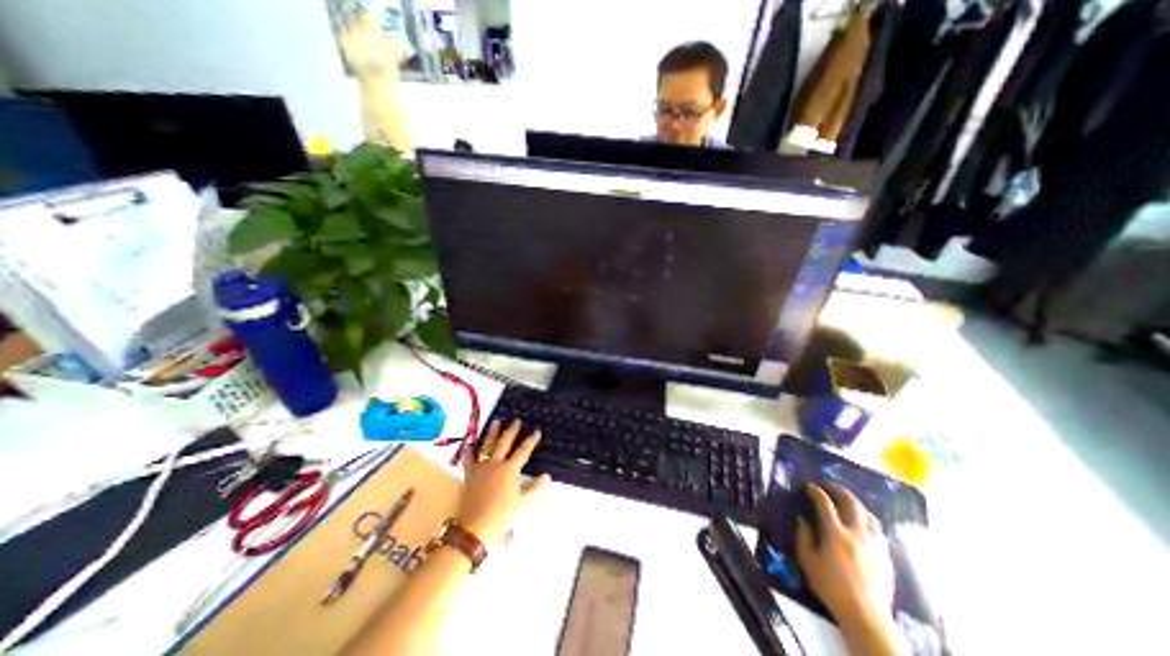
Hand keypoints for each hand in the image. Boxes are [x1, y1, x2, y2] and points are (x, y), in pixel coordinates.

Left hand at [455, 421, 550, 547]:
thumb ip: (536, 488)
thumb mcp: (524, 504)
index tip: (536, 431)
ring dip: (492, 433)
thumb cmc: (502, 516)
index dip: (531, 440)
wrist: (475, 527)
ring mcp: (481, 468)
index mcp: (510, 469)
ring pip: (488, 446)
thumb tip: (547, 476)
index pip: (524, 451)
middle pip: (505, 443)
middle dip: (512, 430)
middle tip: (516, 420)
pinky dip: (468, 450)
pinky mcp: (470, 475)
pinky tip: (469, 443)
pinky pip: (469, 459)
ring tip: (496, 421)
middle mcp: (496, 464)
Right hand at [797, 482, 897, 623]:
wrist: (866, 616)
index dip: (816, 491)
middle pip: (851, 502)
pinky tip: (862, 524)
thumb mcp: (808, 561)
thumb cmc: (831, 587)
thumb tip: (802, 520)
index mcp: (835, 533)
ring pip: (868, 514)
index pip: (825, 503)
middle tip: (828, 486)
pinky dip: (867, 520)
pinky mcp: (885, 556)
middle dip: (838, 490)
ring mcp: (874, 544)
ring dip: (855, 504)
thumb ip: (803, 537)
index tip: (809, 486)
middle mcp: (857, 533)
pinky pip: (878, 530)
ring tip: (846, 502)